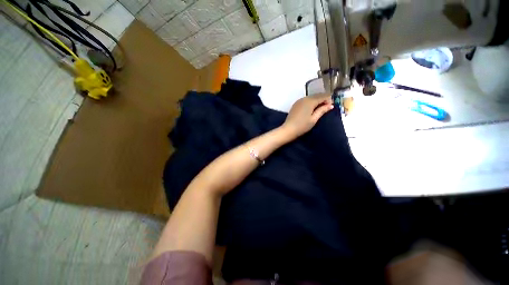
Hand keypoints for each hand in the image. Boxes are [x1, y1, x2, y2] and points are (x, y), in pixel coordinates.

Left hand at [281, 93, 333, 138]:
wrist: (288, 129)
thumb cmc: (302, 126)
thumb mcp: (314, 119)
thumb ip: (322, 110)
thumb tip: (330, 105)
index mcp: (310, 101)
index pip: (323, 96)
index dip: (328, 100)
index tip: (331, 106)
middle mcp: (304, 98)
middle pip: (317, 95)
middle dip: (323, 99)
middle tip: (327, 107)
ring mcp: (299, 101)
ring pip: (311, 97)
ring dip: (317, 101)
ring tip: (320, 109)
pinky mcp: (295, 104)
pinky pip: (305, 100)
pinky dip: (310, 102)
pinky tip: (311, 109)